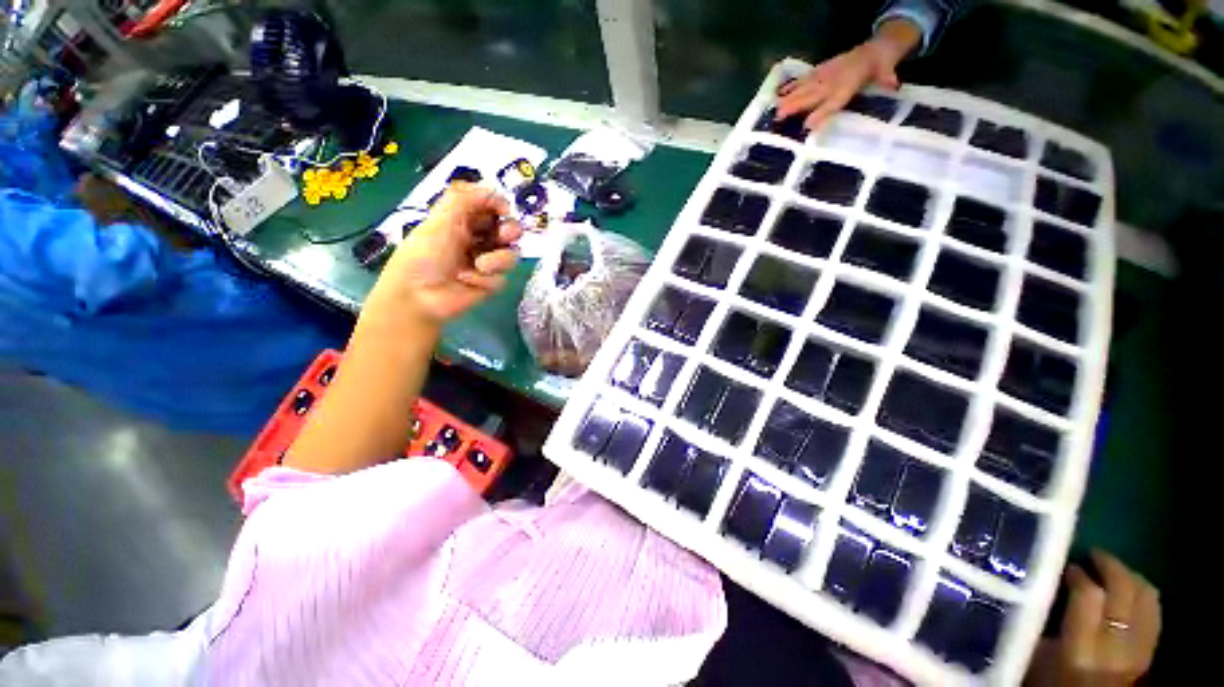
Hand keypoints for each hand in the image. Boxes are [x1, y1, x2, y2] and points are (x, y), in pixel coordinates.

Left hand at [374, 182, 522, 324]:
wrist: (420, 295)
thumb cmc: (425, 253)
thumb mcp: (441, 219)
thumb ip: (466, 198)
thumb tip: (497, 192)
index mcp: (463, 219)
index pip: (490, 206)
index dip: (499, 205)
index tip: (503, 209)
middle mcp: (477, 238)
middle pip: (508, 229)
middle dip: (510, 231)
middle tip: (505, 235)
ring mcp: (486, 262)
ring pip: (511, 254)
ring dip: (498, 259)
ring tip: (480, 266)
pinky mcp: (490, 283)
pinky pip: (502, 277)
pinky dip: (486, 279)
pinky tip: (468, 281)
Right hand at [776, 18, 920, 130]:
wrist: (874, 49)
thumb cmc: (879, 67)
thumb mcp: (887, 71)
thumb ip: (888, 77)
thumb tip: (893, 84)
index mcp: (847, 86)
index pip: (832, 102)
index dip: (820, 114)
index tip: (806, 127)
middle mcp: (831, 81)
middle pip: (811, 96)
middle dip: (795, 106)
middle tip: (779, 119)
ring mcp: (823, 76)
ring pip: (803, 88)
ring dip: (788, 99)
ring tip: (775, 110)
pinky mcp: (818, 72)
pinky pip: (802, 80)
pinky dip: (789, 87)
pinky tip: (778, 95)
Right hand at [1028, 550, 1160, 685]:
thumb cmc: (1050, 682)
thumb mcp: (1035, 657)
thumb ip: (1041, 622)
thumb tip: (1040, 585)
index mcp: (1082, 647)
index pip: (1089, 595)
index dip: (1079, 574)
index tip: (1067, 565)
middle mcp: (1116, 646)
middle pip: (1125, 591)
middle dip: (1110, 565)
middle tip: (1092, 553)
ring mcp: (1139, 650)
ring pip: (1147, 598)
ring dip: (1130, 577)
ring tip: (1111, 569)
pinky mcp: (1150, 652)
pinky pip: (1154, 612)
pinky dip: (1143, 594)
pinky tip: (1130, 592)